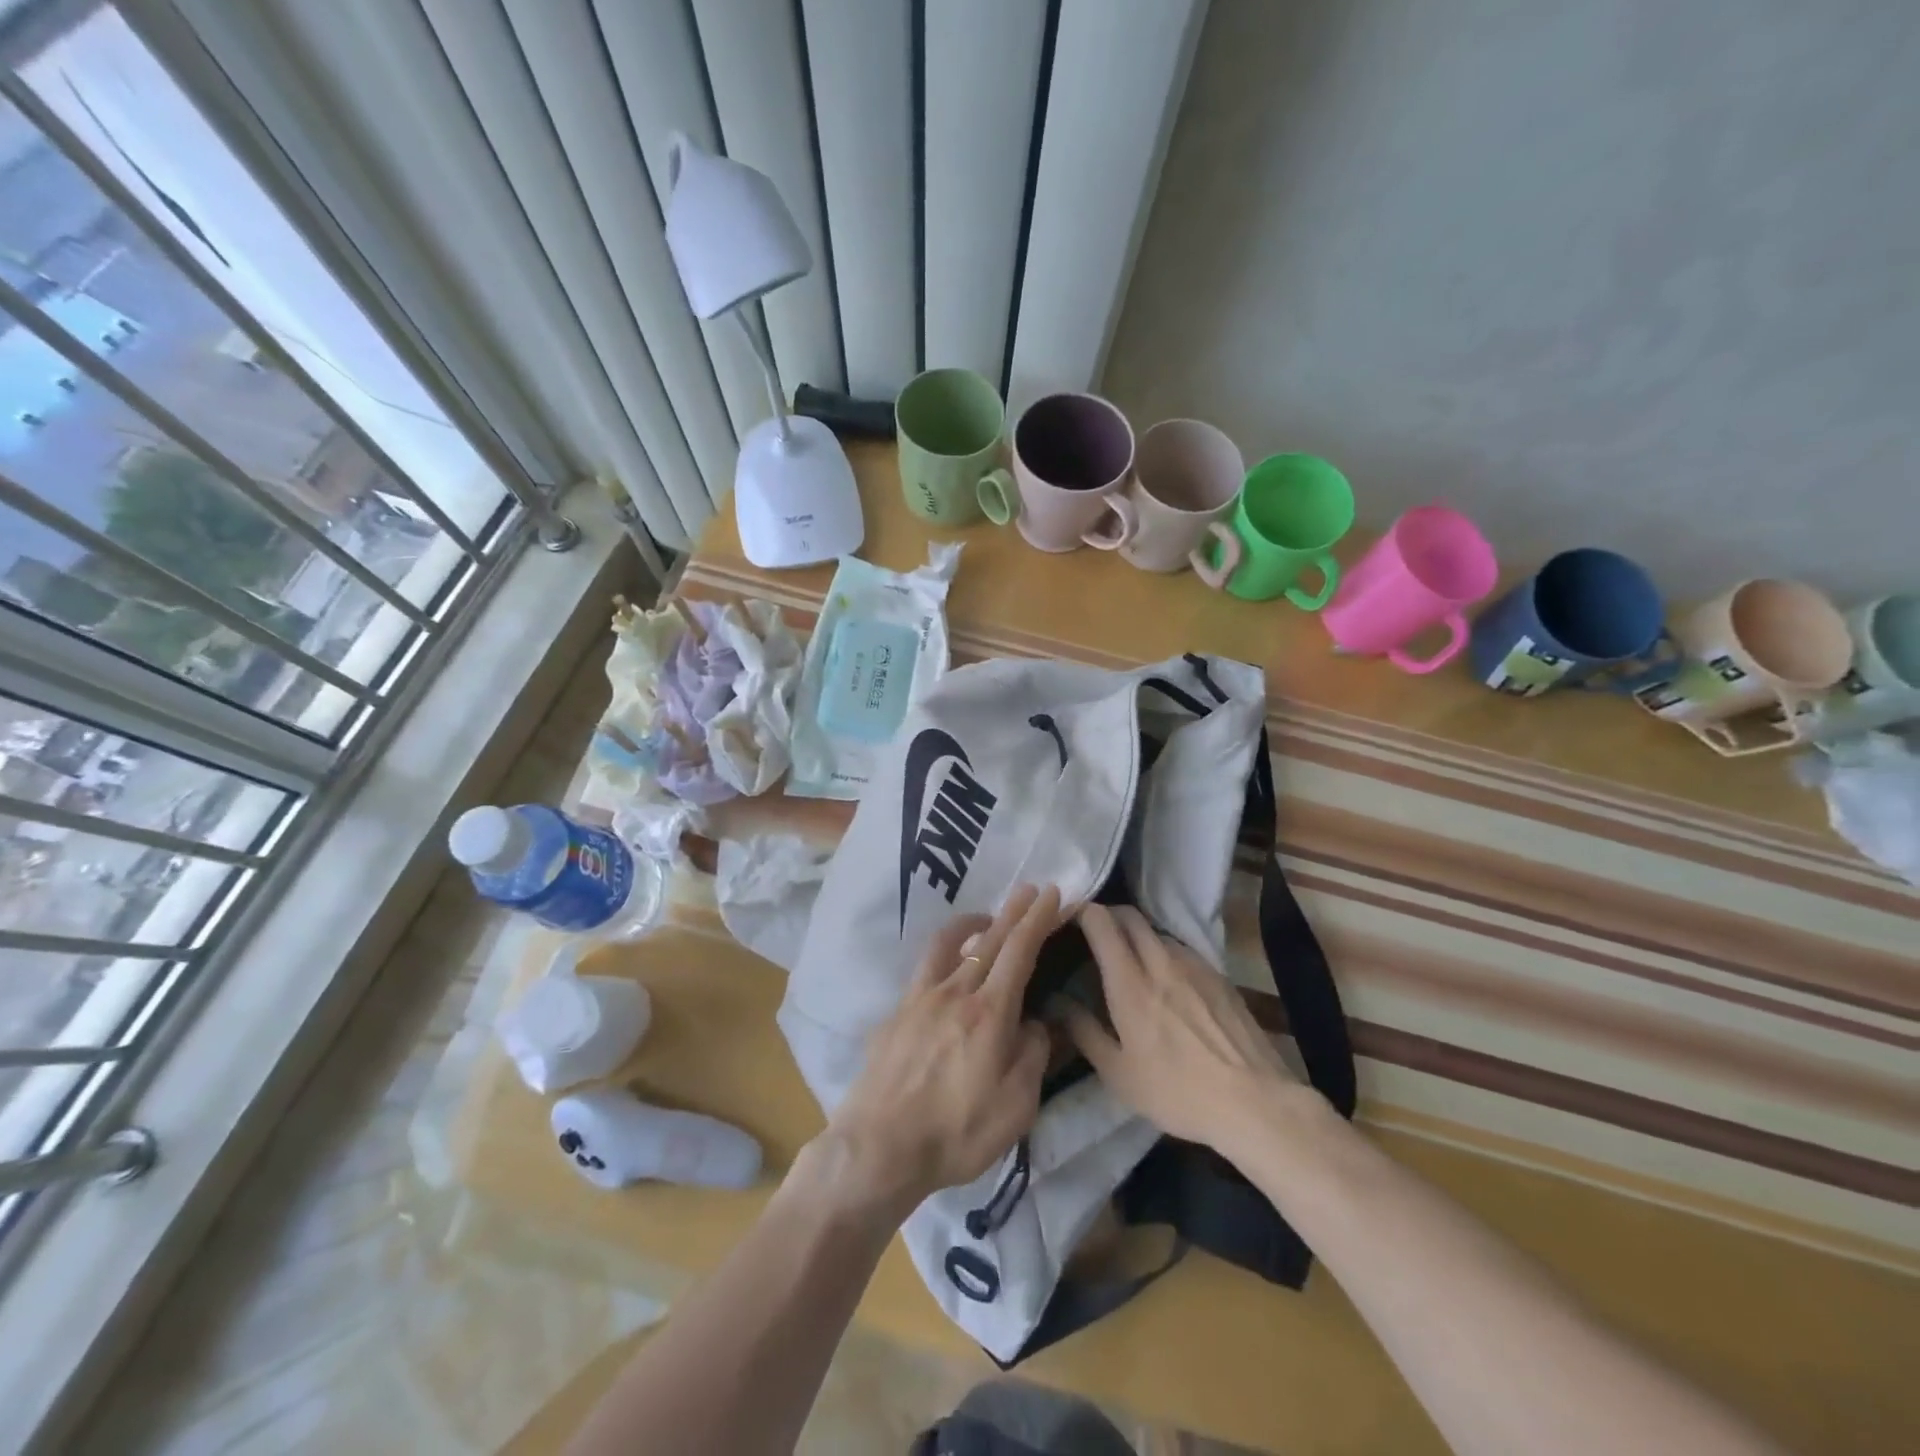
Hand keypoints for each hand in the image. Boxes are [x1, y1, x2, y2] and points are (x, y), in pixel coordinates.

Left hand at [814, 884, 1059, 1222]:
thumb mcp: (1015, 1108)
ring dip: (972, 924)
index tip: (1052, 894)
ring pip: (948, 945)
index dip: (1038, 919)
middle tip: (1029, 888)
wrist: (879, 1148)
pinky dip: (945, 957)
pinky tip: (948, 971)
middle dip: (1013, 911)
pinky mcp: (895, 1014)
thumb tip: (1035, 1024)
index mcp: (989, 1013)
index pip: (1019, 952)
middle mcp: (954, 993)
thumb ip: (1032, 1057)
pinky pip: (925, 971)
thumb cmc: (956, 1134)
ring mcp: (919, 999)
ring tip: (986, 919)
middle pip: (988, 940)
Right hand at [1066, 904, 1303, 1162]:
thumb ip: (1084, 1032)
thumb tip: (1058, 1002)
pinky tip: (1167, 981)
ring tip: (1130, 960)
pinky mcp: (1219, 976)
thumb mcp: (1119, 1074)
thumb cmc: (1177, 1091)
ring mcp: (1195, 965)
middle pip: (1130, 915)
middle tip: (1094, 936)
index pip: (1102, 923)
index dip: (1081, 912)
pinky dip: (1164, 952)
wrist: (1255, 1102)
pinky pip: (1182, 949)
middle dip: (1108, 915)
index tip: (1068, 920)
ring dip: (1137, 935)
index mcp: (1130, 982)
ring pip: (1157, 932)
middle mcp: (1161, 961)